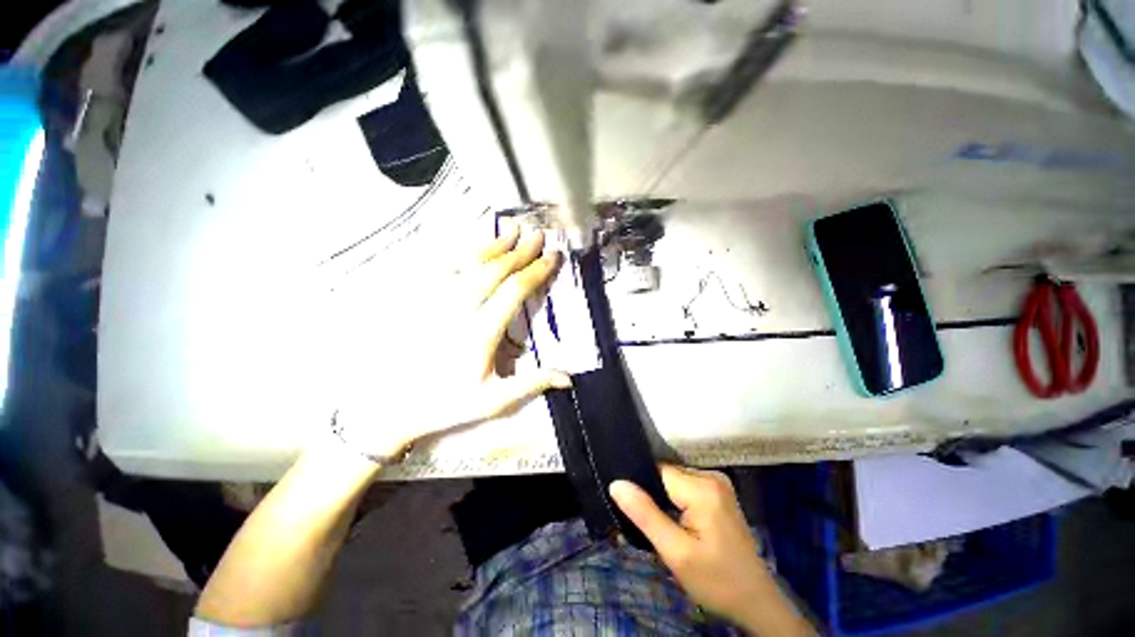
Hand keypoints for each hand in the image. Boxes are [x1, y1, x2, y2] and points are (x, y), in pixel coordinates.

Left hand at [332, 227, 570, 457]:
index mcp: (481, 333)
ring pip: (469, 265)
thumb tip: (569, 378)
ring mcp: (439, 302)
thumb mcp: (495, 400)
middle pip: (494, 270)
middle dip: (519, 251)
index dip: (535, 271)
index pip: (513, 291)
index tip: (553, 256)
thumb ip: (533, 383)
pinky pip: (447, 269)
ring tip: (512, 230)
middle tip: (538, 235)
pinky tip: (475, 246)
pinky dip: (465, 254)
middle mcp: (460, 310)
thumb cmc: (449, 403)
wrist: (396, 404)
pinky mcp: (425, 302)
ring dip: (493, 246)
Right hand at [610, 465, 811, 635]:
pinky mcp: (718, 493)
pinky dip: (675, 503)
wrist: (756, 603)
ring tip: (661, 527)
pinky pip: (685, 488)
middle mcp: (711, 476)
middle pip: (666, 475)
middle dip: (652, 496)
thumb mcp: (676, 553)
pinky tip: (674, 523)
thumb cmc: (716, 581)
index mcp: (702, 487)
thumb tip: (616, 484)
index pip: (657, 472)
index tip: (631, 510)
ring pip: (673, 482)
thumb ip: (645, 514)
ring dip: (663, 501)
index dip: (641, 488)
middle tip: (647, 527)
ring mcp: (717, 483)